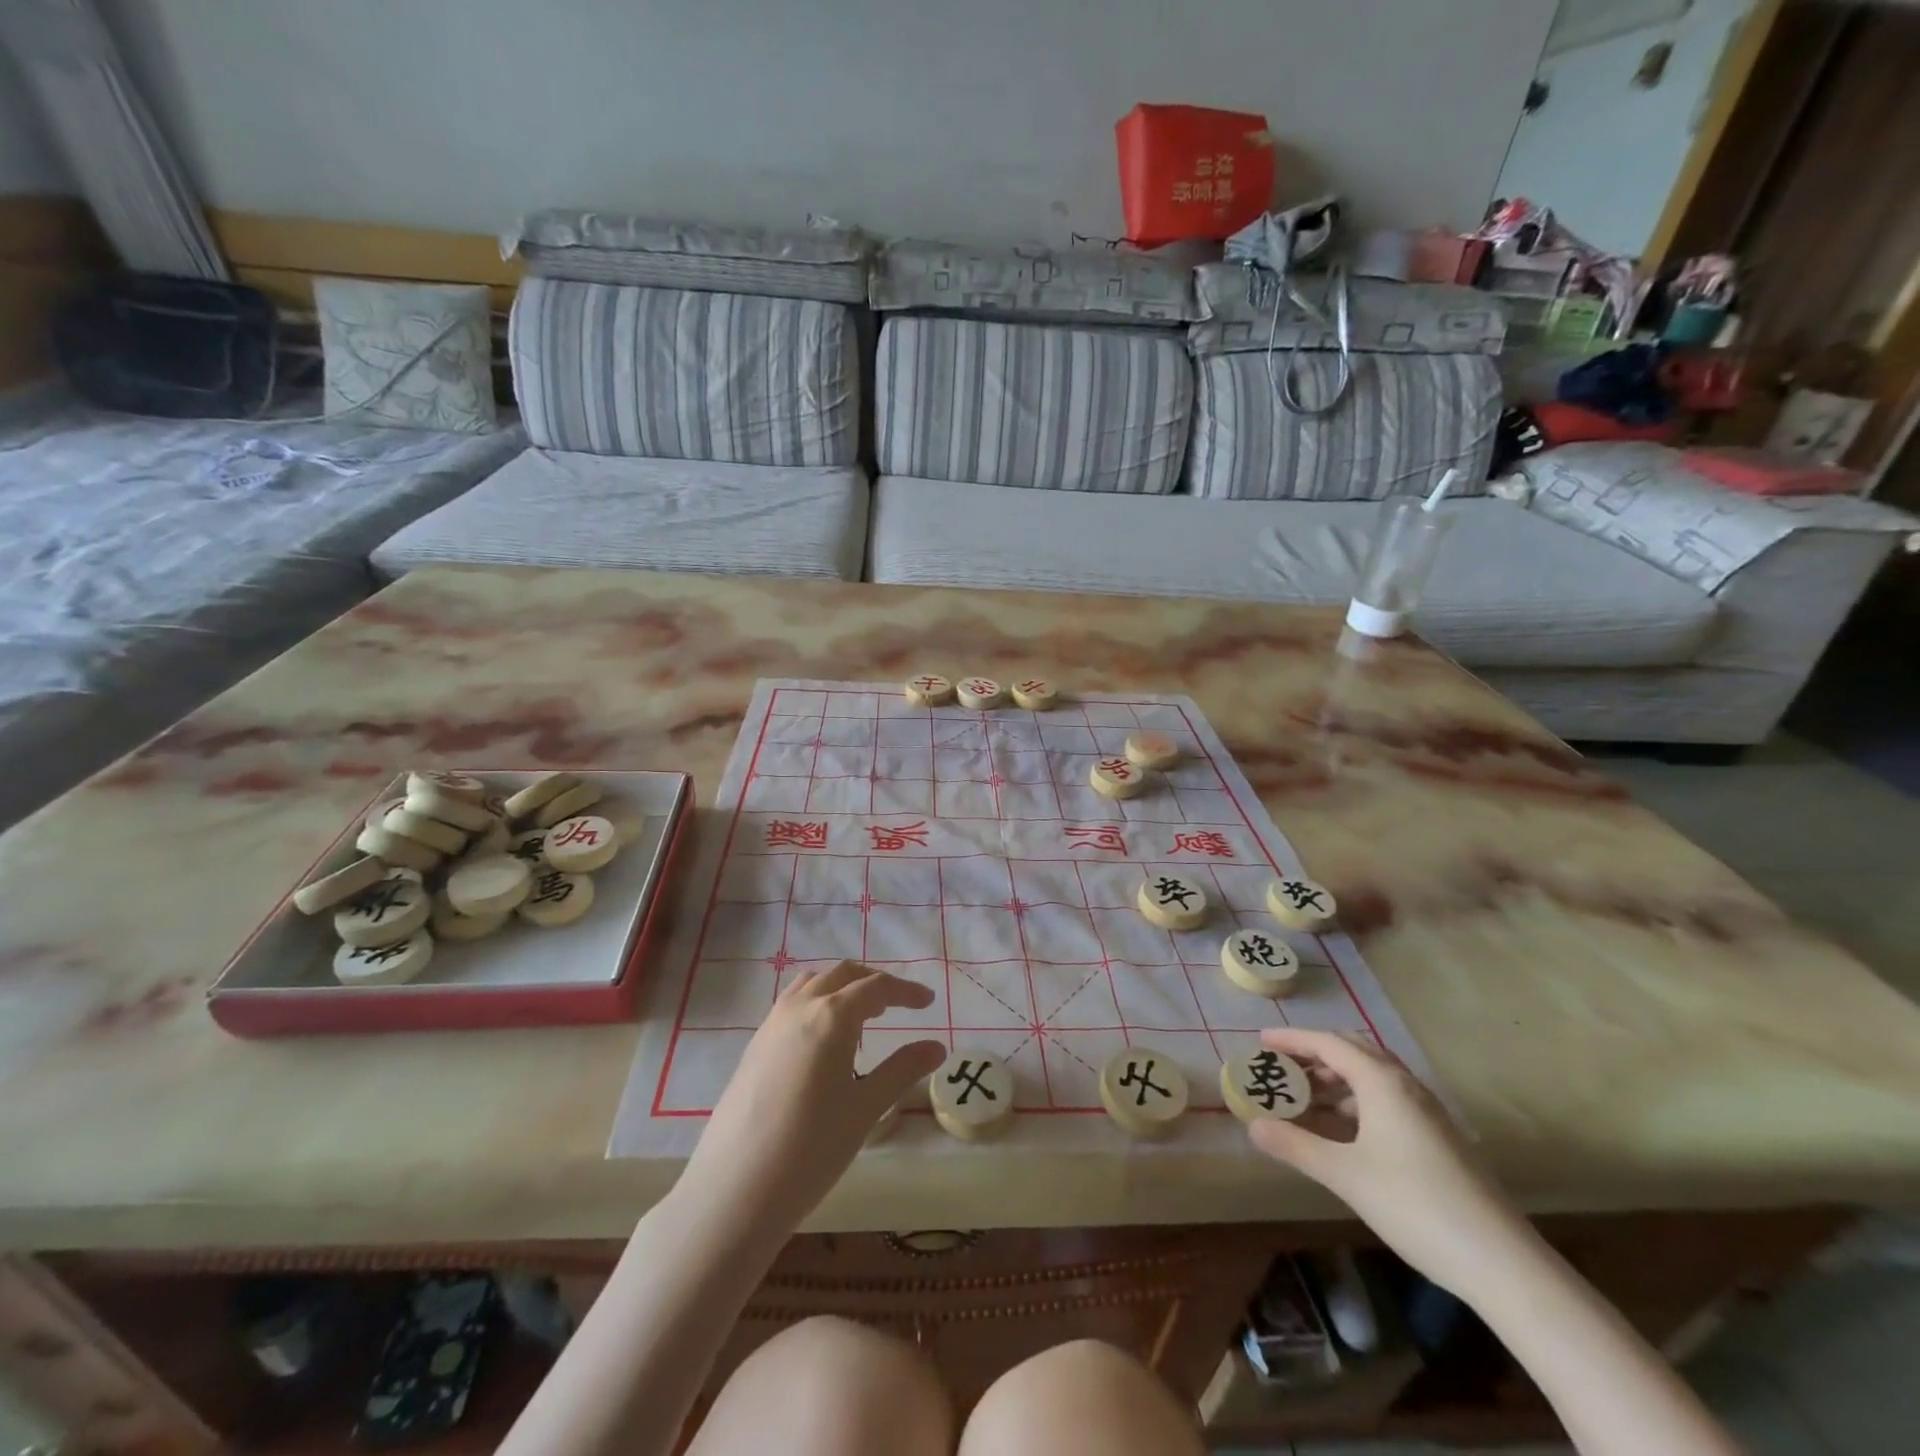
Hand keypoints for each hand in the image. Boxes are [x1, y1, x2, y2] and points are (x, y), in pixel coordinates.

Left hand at [680, 961, 944, 1237]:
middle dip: (873, 983)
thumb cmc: (810, 1149)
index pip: (876, 987)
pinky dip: (817, 1004)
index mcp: (831, 1016)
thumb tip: (937, 1046)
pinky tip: (823, 1043)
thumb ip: (902, 1070)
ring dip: (841, 989)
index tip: (928, 1002)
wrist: (734, 1190)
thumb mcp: (865, 1109)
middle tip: (897, 1006)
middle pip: (843, 975)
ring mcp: (771, 1024)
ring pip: (813, 984)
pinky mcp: (754, 1045)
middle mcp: (799, 1007)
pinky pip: (792, 1004)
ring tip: (860, 1020)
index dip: (905, 991)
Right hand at [1246, 1028, 1534, 1297]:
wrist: (1502, 1263)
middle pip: (1353, 1051)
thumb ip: (1296, 1146)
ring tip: (1305, 1100)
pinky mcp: (1439, 1138)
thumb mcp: (1345, 1175)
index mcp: (1382, 1083)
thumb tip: (1252, 1126)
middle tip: (1282, 1069)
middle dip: (1314, 1055)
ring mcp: (1427, 1112)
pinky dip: (1357, 1101)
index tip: (1260, 1042)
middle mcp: (1405, 1086)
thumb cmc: (1415, 1206)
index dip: (1292, 1039)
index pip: (1328, 1043)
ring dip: (1336, 1079)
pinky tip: (1344, 1132)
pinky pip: (1387, 1100)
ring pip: (1373, 1077)